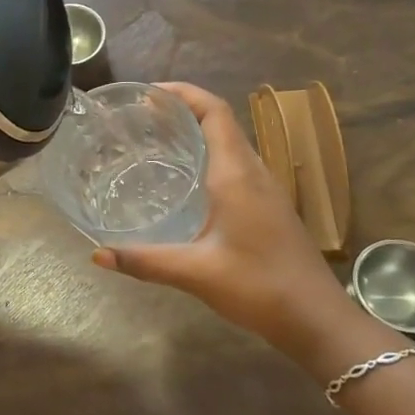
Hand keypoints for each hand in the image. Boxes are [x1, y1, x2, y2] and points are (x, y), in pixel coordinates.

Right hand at [90, 83, 351, 354]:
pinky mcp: (268, 207)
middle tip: (139, 116)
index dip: (183, 93)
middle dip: (182, 110)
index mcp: (237, 174)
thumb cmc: (259, 287)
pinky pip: (235, 165)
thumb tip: (97, 255)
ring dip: (196, 132)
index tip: (148, 93)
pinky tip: (184, 181)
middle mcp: (253, 172)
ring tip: (155, 140)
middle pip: (220, 121)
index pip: (214, 112)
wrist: (318, 321)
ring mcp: (265, 189)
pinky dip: (207, 156)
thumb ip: (144, 261)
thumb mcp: (195, 273)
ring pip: (229, 143)